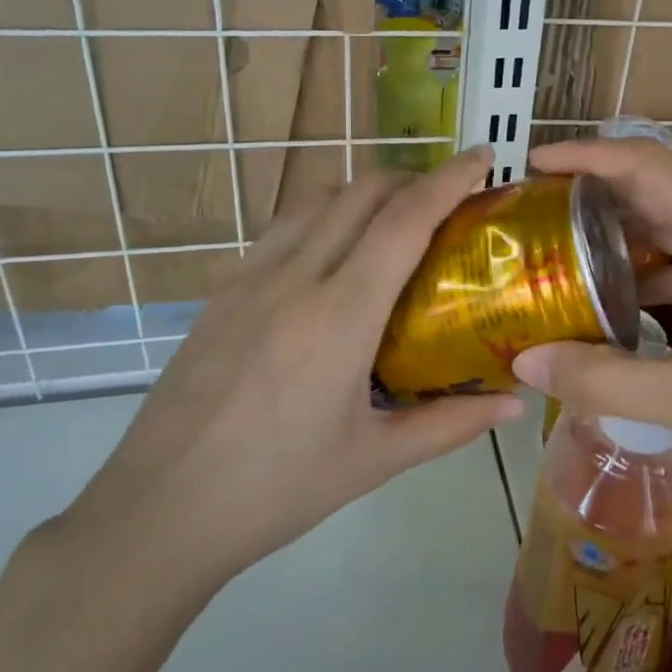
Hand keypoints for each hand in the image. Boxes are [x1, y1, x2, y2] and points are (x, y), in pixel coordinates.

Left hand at [60, 147, 519, 604]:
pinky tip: (333, 256)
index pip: (403, 220)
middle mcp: (294, 279)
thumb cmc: (276, 490)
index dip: (449, 179)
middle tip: (448, 201)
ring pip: (318, 200)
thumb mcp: (374, 461)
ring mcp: (249, 279)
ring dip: (365, 192)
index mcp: (339, 317)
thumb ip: (450, 424)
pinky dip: (324, 216)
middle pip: (361, 191)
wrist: (157, 513)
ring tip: (395, 220)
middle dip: (412, 178)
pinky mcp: (222, 291)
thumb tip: (514, 405)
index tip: (483, 157)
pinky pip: (283, 228)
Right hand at [511, 140, 671, 507]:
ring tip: (557, 252)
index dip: (589, 156)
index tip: (535, 163)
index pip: (649, 167)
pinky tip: (608, 304)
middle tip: (534, 210)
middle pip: (655, 191)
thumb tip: (523, 360)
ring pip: (668, 231)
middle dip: (594, 193)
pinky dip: (642, 276)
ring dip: (616, 237)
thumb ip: (602, 379)